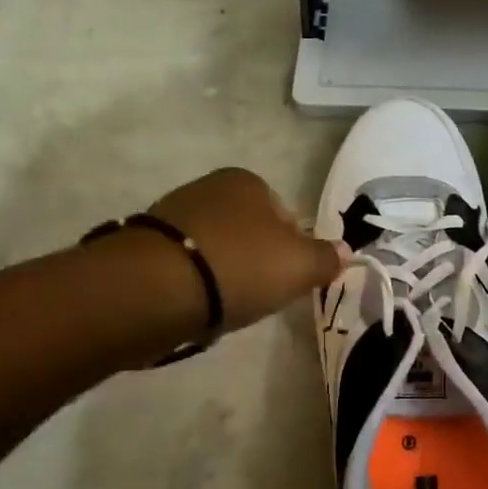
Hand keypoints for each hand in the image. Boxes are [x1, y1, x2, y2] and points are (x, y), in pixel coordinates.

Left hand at [147, 168, 343, 333]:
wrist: (154, 288)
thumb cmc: (239, 267)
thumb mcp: (300, 266)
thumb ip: (326, 259)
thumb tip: (343, 253)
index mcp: (247, 181)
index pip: (286, 217)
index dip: (294, 251)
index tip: (289, 281)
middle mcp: (208, 187)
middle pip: (250, 233)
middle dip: (257, 264)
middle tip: (258, 296)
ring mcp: (172, 215)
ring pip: (217, 251)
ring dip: (224, 276)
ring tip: (223, 307)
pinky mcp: (144, 246)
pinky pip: (185, 268)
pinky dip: (195, 286)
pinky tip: (194, 307)